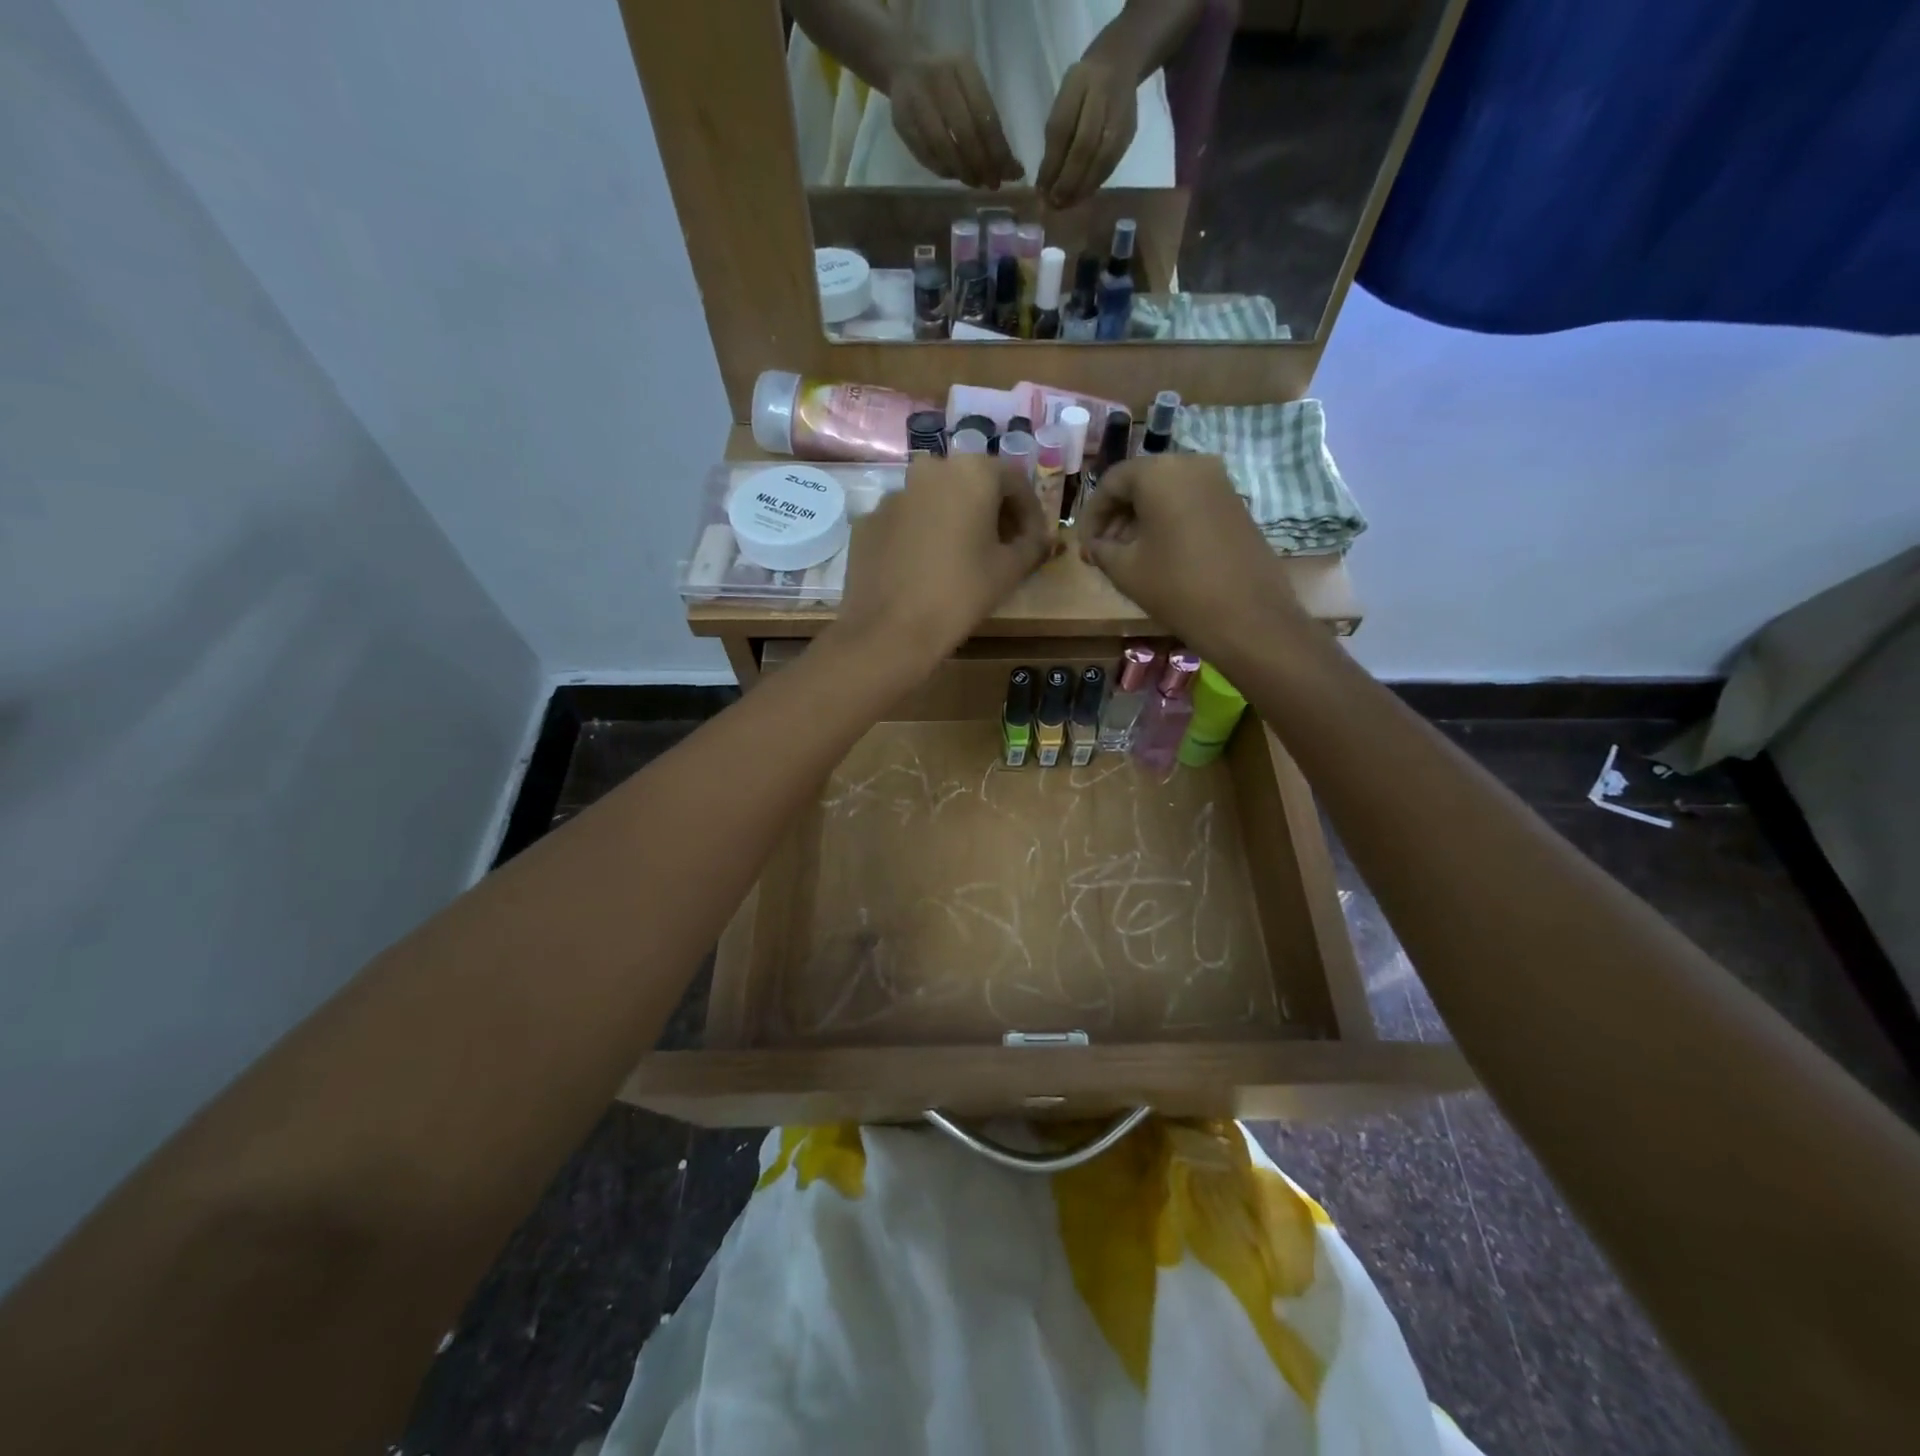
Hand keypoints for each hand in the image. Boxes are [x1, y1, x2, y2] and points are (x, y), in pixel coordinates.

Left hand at [834, 455, 1051, 669]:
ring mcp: (893, 495)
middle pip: (972, 484)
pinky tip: (926, 568)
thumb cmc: (961, 594)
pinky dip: (922, 535)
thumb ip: (1033, 544)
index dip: (1030, 512)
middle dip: (992, 512)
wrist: (890, 631)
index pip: (1014, 481)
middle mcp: (929, 470)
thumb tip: (1042, 538)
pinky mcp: (868, 522)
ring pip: (936, 500)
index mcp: (971, 472)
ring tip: (963, 557)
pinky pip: (906, 521)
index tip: (1034, 540)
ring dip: (955, 521)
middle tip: (1003, 546)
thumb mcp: (1010, 570)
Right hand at [889, 52, 1023, 187]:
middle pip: (964, 132)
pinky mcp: (901, 121)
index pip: (985, 115)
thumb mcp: (971, 88)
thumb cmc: (949, 83)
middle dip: (982, 164)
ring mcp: (916, 99)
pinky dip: (944, 171)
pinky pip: (926, 155)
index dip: (998, 150)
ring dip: (962, 171)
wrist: (904, 67)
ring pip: (943, 146)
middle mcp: (938, 79)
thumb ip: (989, 124)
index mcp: (962, 67)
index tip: (1011, 174)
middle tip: (992, 184)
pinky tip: (955, 175)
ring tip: (975, 182)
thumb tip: (1012, 169)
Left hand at [1037, 58, 1137, 206]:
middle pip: (1084, 147)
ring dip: (1081, 188)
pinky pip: (1111, 164)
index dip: (1051, 164)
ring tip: (1066, 205)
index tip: (1041, 189)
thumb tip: (1045, 183)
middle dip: (1067, 181)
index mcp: (1079, 83)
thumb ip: (1055, 137)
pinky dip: (1094, 183)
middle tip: (1054, 203)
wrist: (1120, 63)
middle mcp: (1102, 96)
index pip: (1062, 129)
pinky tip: (1082, 195)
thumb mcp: (1064, 100)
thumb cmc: (1082, 87)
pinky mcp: (1129, 132)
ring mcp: (1120, 115)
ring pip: (1100, 160)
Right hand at [1075, 455, 1309, 659]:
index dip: (1091, 516)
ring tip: (1128, 557)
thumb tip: (1095, 545)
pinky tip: (1159, 555)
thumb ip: (1101, 549)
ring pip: (1166, 493)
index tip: (1086, 546)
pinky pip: (1190, 503)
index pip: (1111, 482)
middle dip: (1117, 517)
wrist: (1247, 616)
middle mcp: (1192, 464)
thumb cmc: (1176, 587)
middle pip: (1140, 483)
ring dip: (1141, 520)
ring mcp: (1219, 482)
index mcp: (1159, 472)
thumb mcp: (1124, 569)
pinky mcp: (1236, 504)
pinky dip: (1168, 522)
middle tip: (1103, 552)